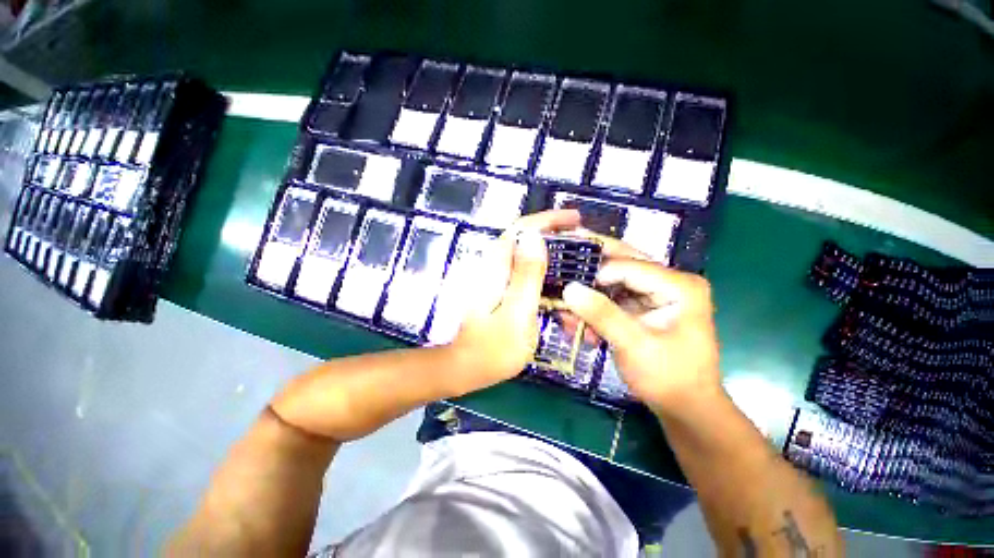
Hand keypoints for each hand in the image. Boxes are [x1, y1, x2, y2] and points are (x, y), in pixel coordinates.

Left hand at [445, 209, 580, 394]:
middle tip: (582, 241)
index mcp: (497, 266)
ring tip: (576, 257)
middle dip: (553, 233)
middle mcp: (495, 265)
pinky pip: (525, 270)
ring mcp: (498, 277)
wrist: (468, 367)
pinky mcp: (502, 289)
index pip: (521, 228)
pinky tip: (559, 279)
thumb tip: (534, 237)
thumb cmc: (493, 348)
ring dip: (550, 250)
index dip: (548, 220)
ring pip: (526, 253)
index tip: (575, 220)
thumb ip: (526, 276)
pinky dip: (544, 269)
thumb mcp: (516, 313)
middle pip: (525, 237)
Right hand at [561, 247, 720, 413]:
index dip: (595, 273)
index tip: (565, 286)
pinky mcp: (643, 308)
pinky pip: (612, 300)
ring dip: (589, 295)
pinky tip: (579, 324)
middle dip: (589, 273)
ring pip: (612, 282)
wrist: (685, 409)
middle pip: (621, 266)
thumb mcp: (634, 345)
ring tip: (565, 308)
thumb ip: (602, 314)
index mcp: (679, 285)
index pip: (628, 266)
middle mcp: (669, 282)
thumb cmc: (668, 378)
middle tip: (559, 272)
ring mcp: (656, 295)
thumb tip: (568, 289)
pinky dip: (595, 309)